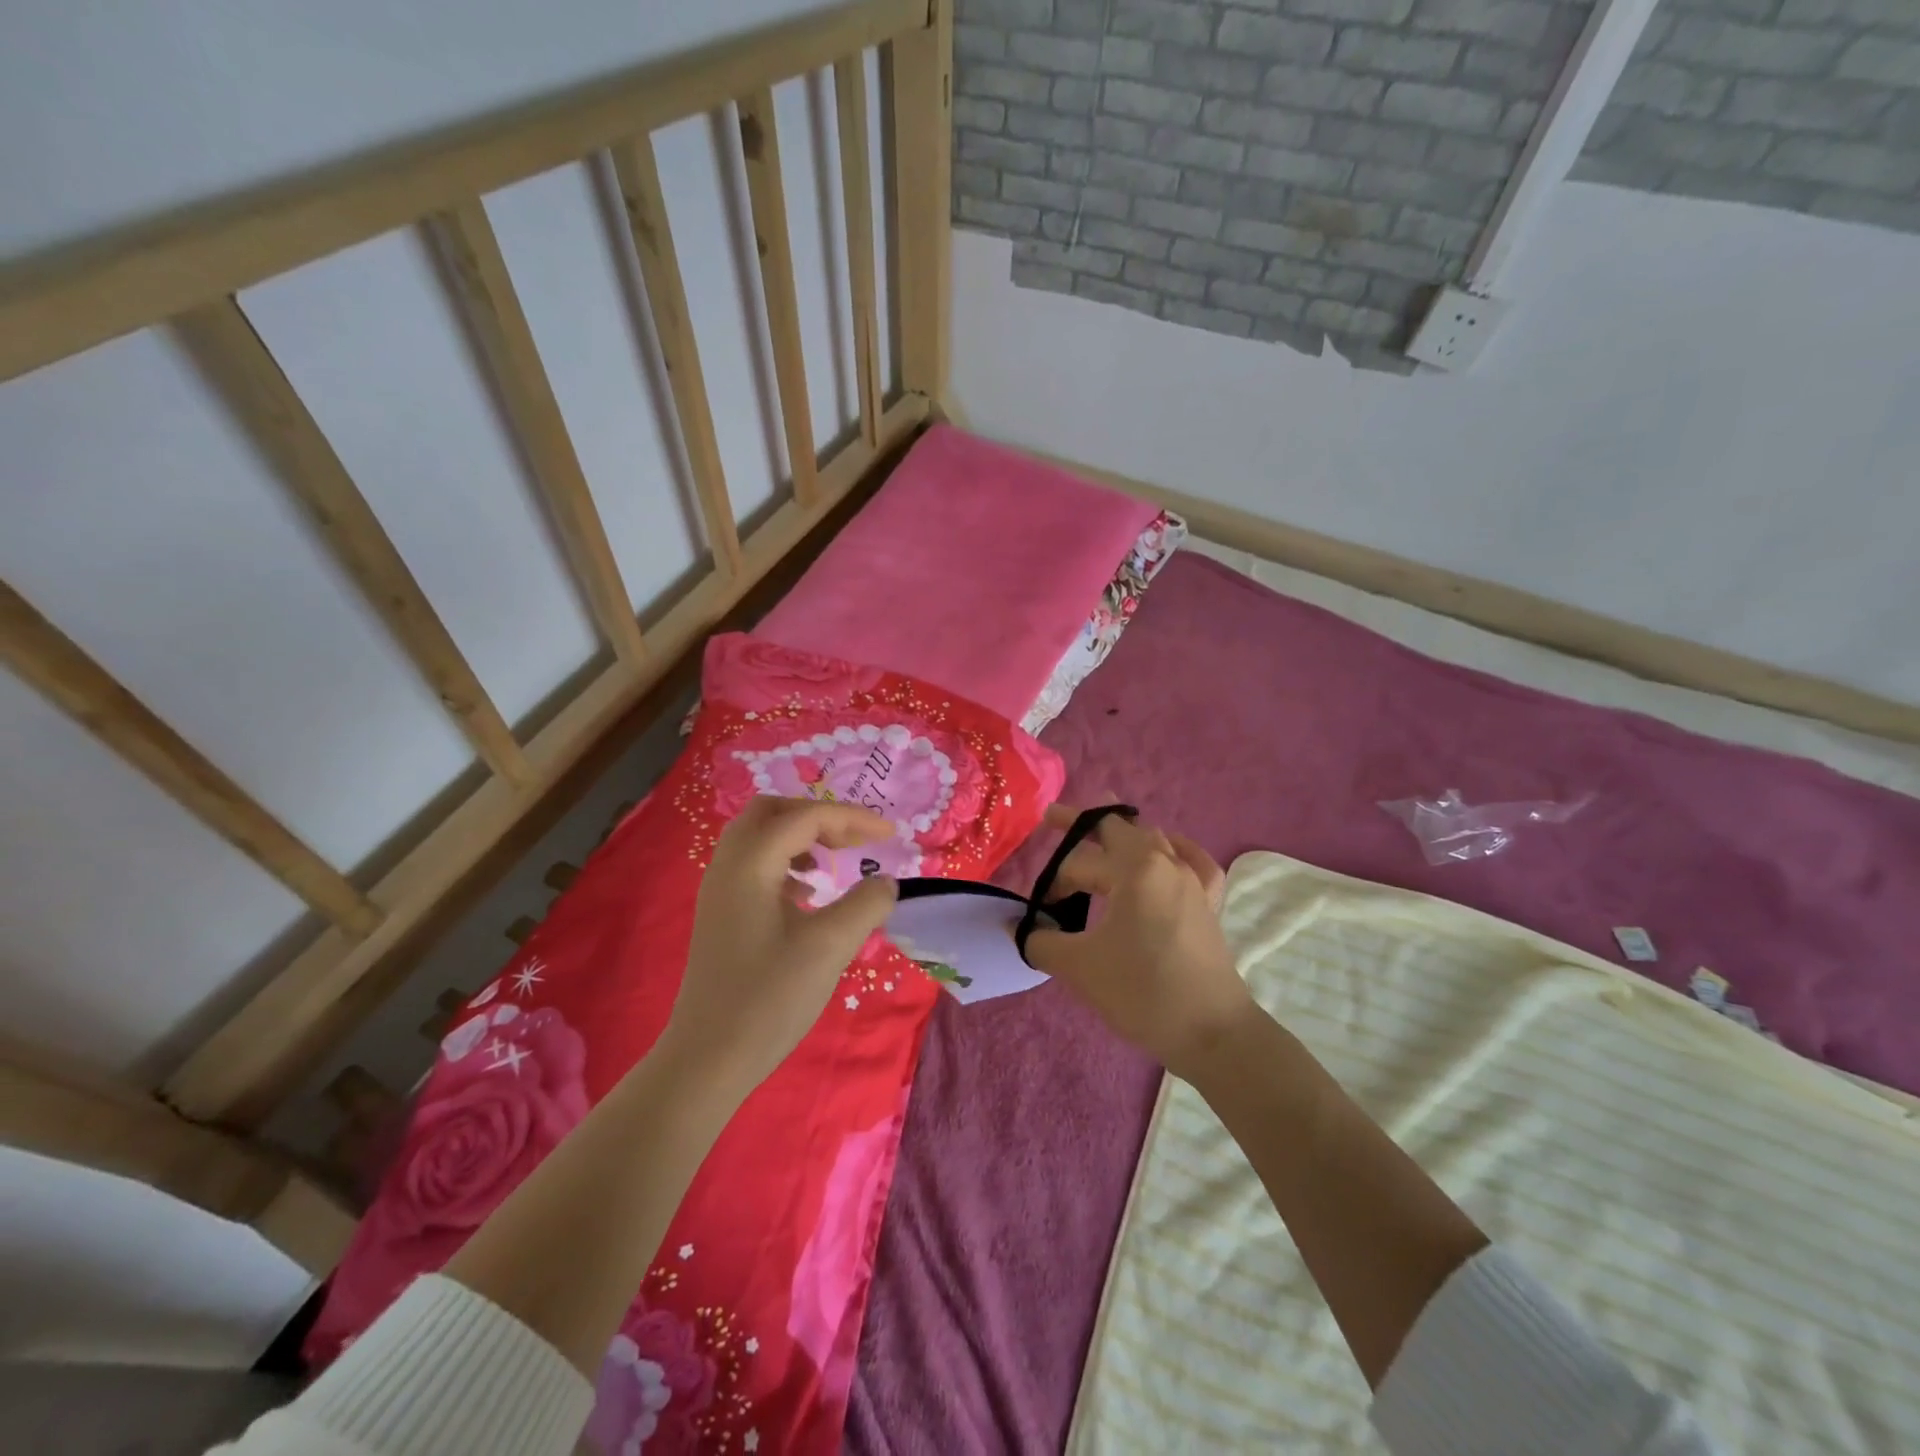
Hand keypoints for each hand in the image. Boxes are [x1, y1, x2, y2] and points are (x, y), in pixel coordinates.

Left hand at [662, 795, 898, 1097]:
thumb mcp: (830, 947)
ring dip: (800, 838)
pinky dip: (786, 863)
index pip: (805, 817)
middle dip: (819, 817)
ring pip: (761, 837)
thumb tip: (885, 883)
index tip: (891, 834)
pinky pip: (755, 866)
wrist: (708, 1059)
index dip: (852, 818)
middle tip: (855, 840)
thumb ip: (866, 904)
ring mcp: (719, 891)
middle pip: (773, 812)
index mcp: (749, 864)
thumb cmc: (768, 998)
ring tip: (833, 863)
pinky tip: (808, 895)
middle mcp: (727, 866)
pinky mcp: (721, 915)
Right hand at [1024, 807, 1253, 1080]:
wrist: (1211, 1033)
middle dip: (1082, 822)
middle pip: (1118, 829)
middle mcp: (1165, 862)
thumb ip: (1040, 940)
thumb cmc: (1142, 992)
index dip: (1053, 883)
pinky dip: (1175, 850)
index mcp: (1134, 868)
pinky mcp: (1209, 903)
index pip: (1078, 863)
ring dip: (1123, 835)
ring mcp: (1193, 880)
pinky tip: (1170, 852)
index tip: (1038, 910)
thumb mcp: (1079, 967)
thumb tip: (1017, 928)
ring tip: (1103, 830)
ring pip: (1153, 840)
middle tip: (1053, 817)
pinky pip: (1193, 861)